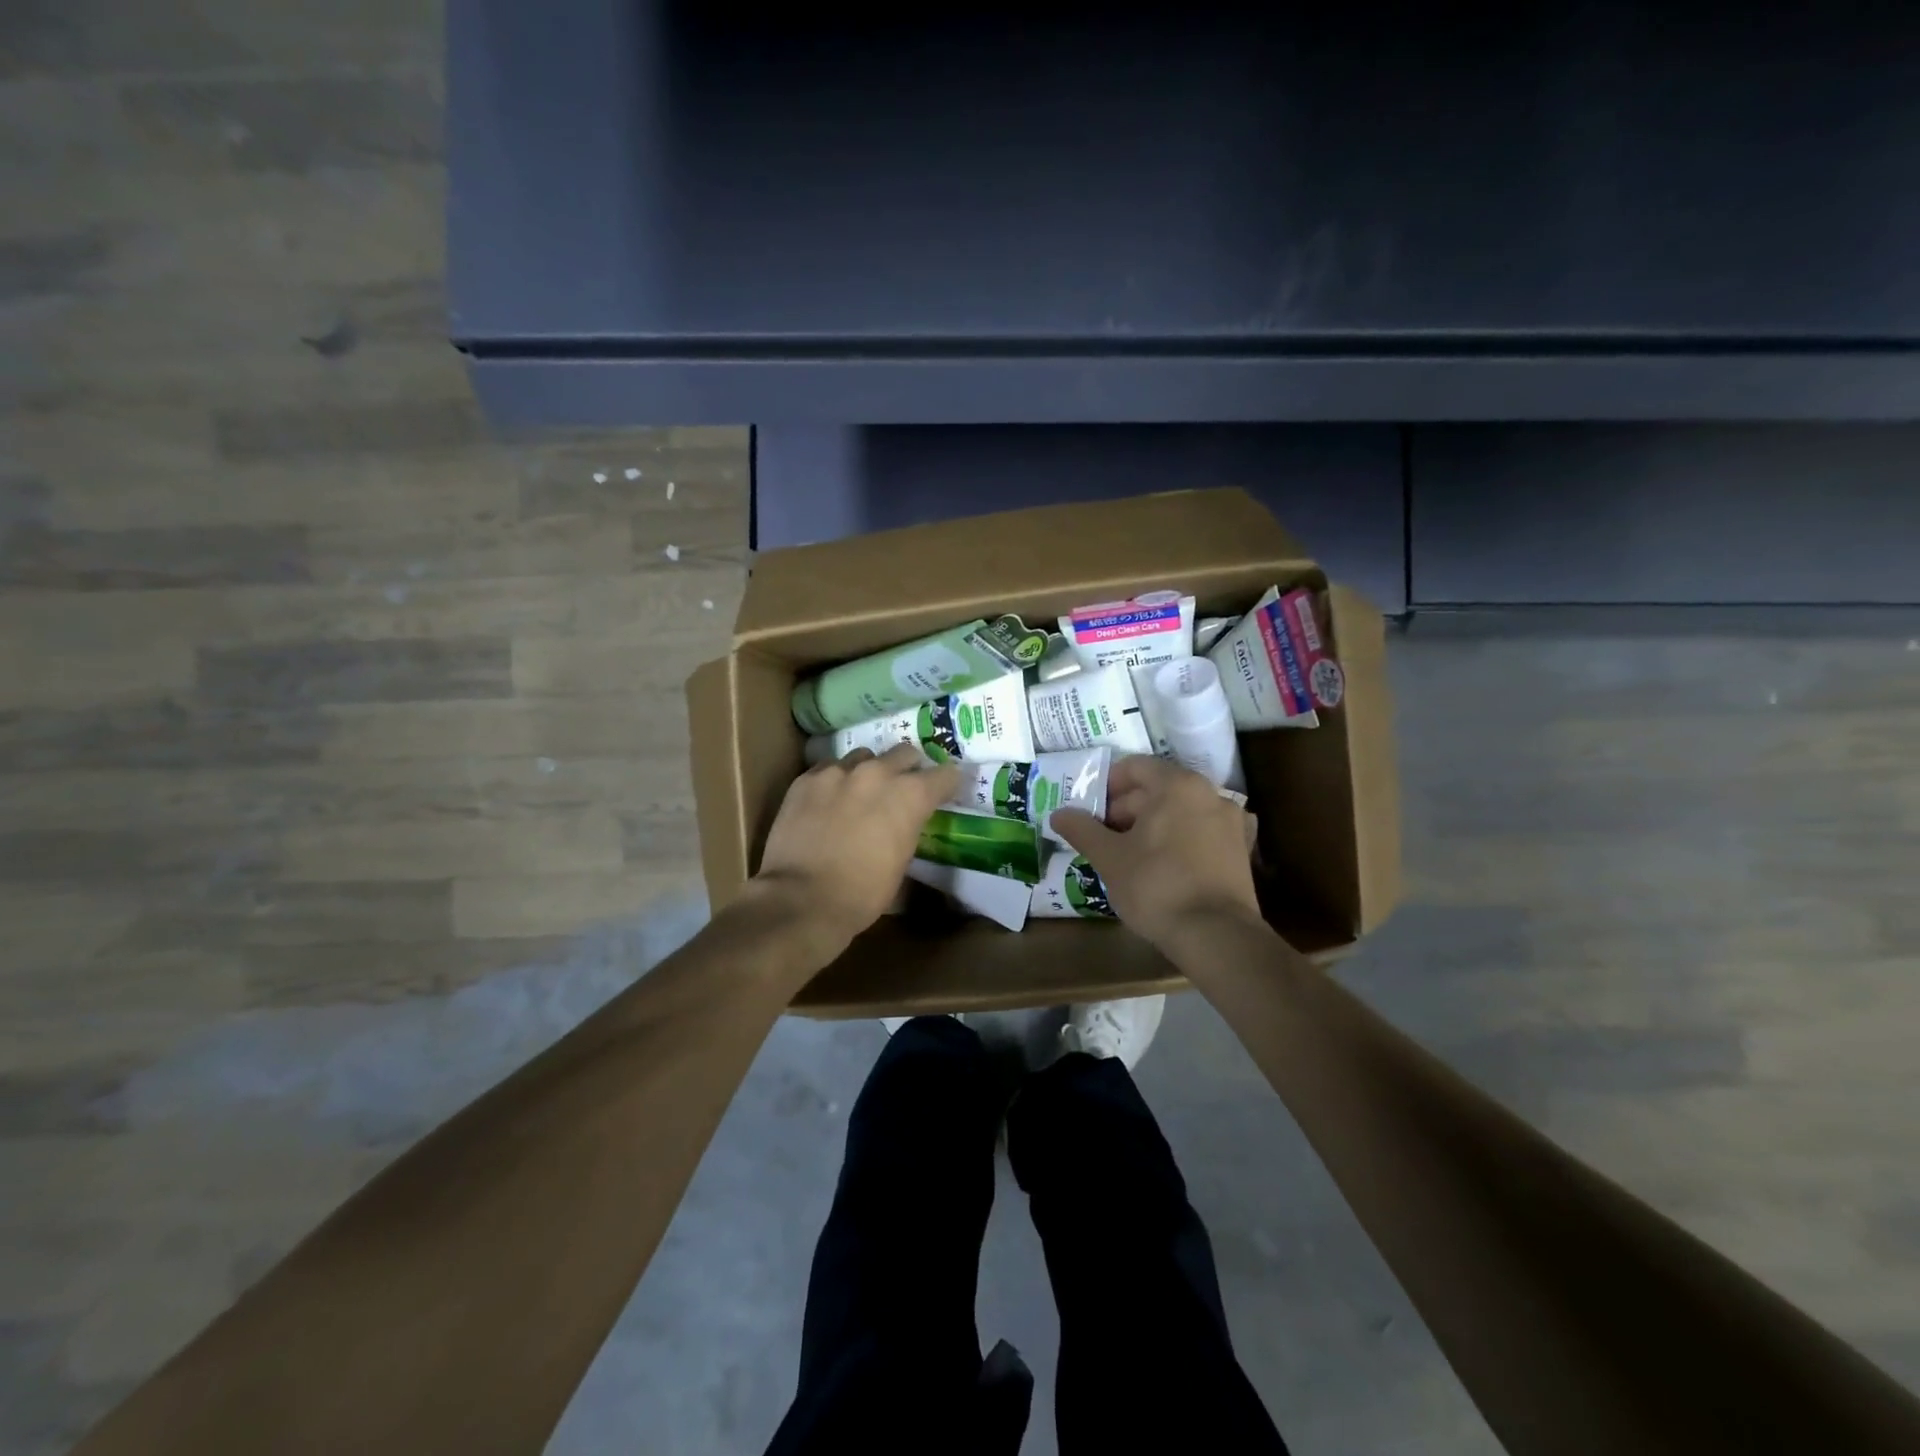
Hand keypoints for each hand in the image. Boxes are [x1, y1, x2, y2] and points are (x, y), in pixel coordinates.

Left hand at [750, 744, 960, 957]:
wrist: (801, 899)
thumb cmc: (862, 894)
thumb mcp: (901, 865)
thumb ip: (909, 832)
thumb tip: (905, 828)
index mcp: (911, 795)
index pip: (946, 774)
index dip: (948, 784)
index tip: (946, 792)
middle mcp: (878, 772)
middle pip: (905, 752)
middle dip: (909, 769)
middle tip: (902, 790)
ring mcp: (838, 771)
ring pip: (864, 756)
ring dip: (869, 772)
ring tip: (861, 794)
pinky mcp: (806, 779)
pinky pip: (829, 768)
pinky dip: (836, 781)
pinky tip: (829, 802)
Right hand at [1050, 754, 1261, 952]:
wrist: (1216, 936)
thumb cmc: (1156, 885)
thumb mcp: (1109, 857)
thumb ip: (1082, 830)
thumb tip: (1059, 814)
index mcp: (1177, 785)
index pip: (1135, 767)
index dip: (1106, 785)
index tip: (1089, 810)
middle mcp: (1209, 793)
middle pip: (1158, 788)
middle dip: (1126, 808)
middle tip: (1102, 836)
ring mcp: (1230, 822)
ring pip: (1180, 811)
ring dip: (1151, 825)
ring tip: (1128, 854)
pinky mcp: (1241, 851)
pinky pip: (1200, 833)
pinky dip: (1178, 839)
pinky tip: (1163, 864)